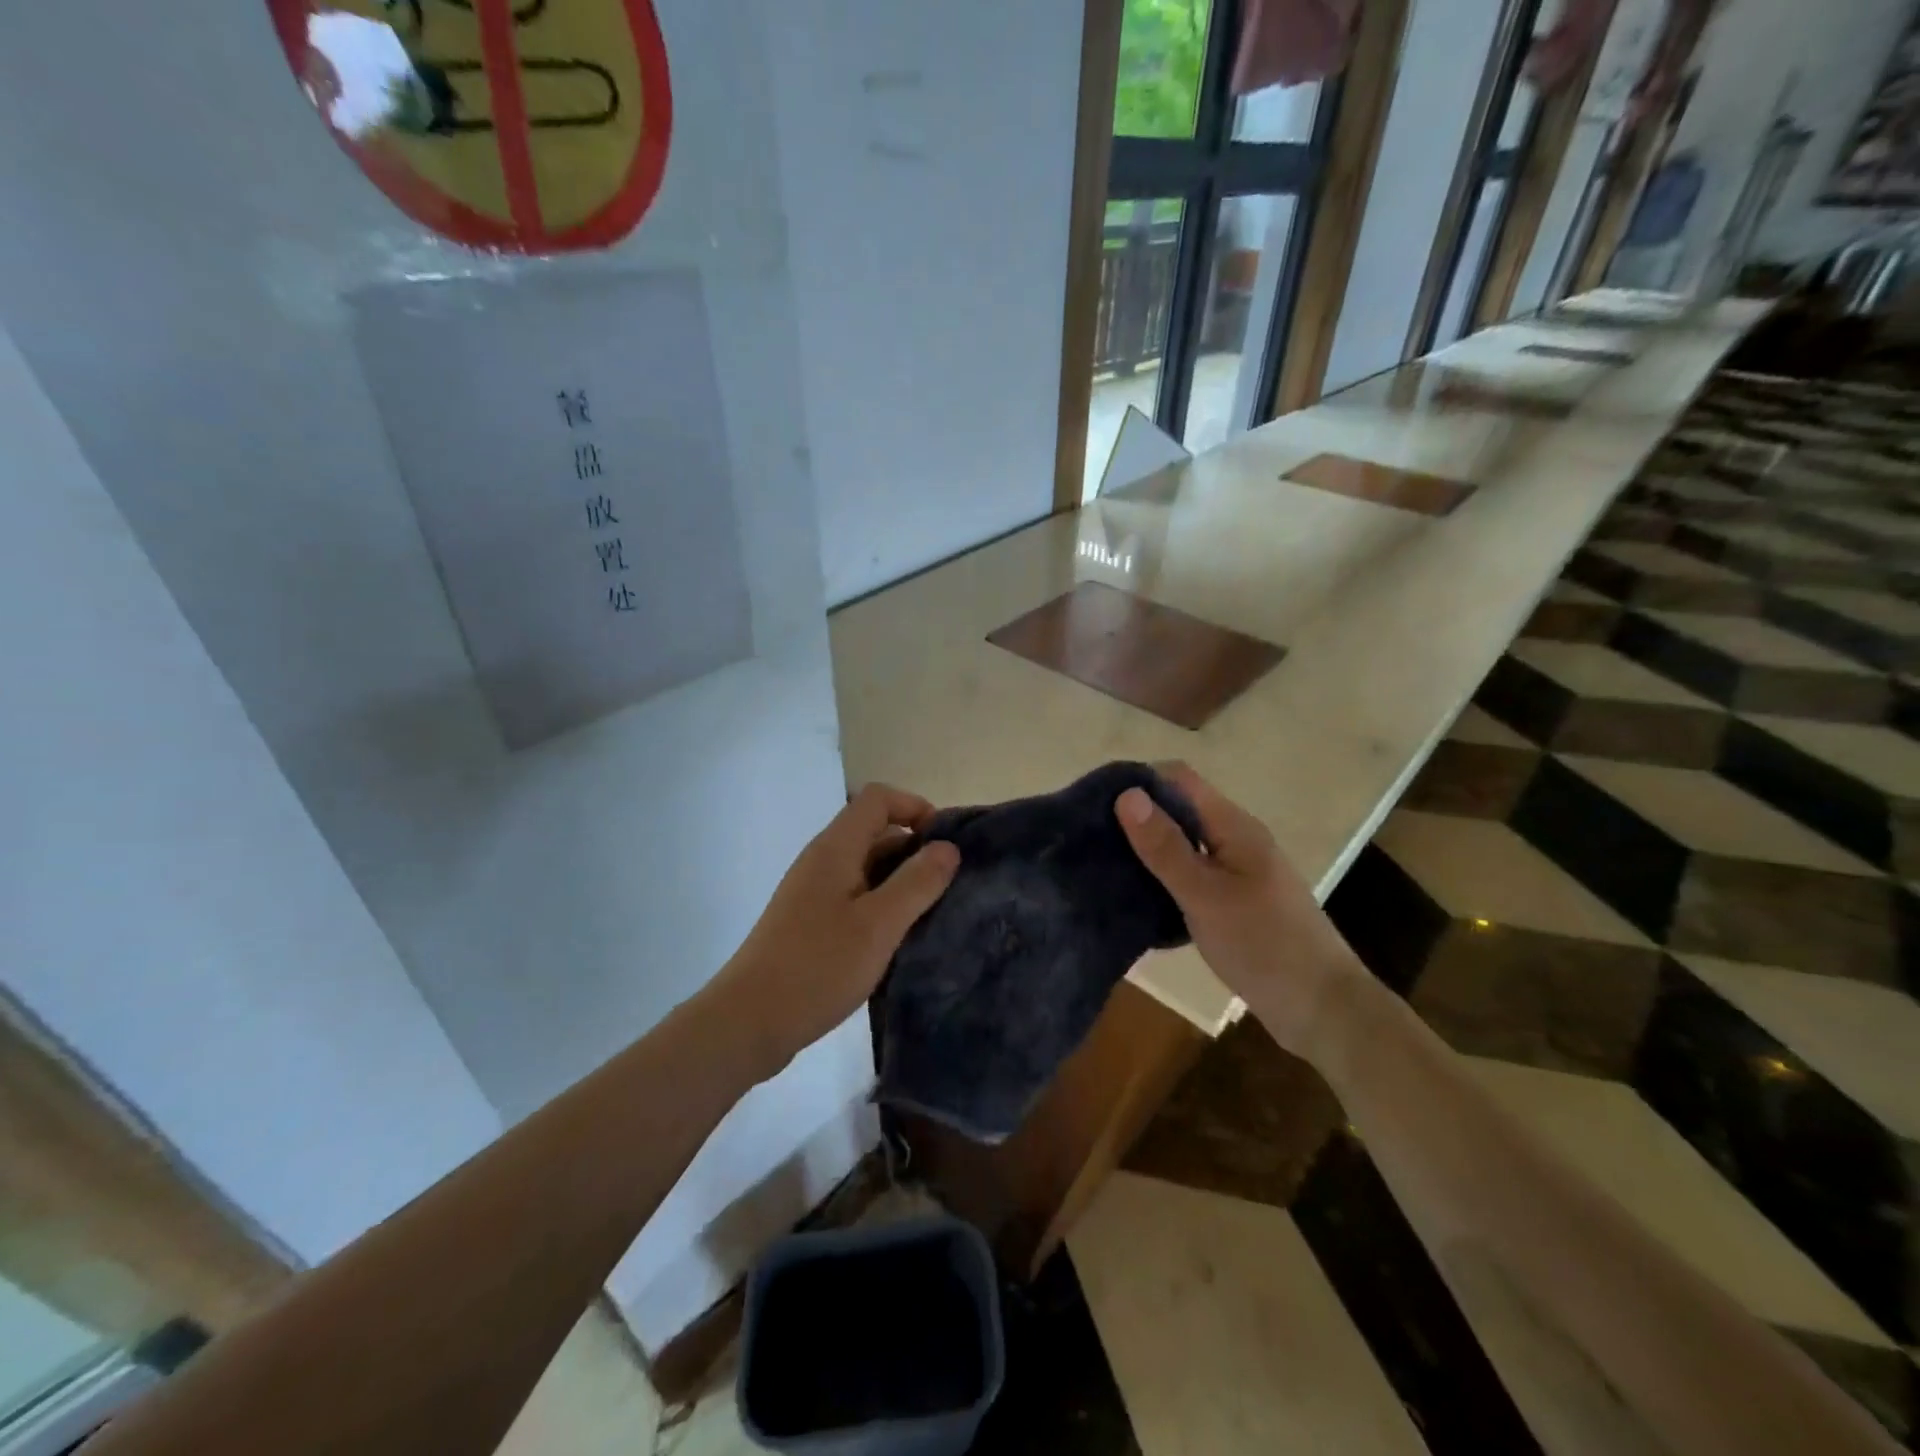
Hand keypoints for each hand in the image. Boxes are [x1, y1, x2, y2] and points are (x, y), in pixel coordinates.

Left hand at [716, 784, 959, 1077]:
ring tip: (931, 913)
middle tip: (948, 885)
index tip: (945, 845)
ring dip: (900, 880)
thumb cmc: (818, 966)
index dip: (915, 808)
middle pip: (873, 830)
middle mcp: (821, 861)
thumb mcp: (879, 925)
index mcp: (835, 848)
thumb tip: (948, 847)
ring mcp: (812, 892)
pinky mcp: (809, 922)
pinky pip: (854, 896)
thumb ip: (917, 882)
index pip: (878, 798)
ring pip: (865, 867)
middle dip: (914, 848)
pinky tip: (897, 938)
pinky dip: (881, 904)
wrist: (748, 1022)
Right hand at [1115, 764, 1359, 1054]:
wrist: (1322, 1009)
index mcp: (1233, 826)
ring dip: (1149, 849)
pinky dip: (1164, 878)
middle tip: (1093, 837)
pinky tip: (1138, 896)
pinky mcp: (1235, 901)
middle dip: (1138, 817)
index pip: (1179, 778)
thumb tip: (1127, 794)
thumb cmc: (1263, 945)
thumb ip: (1165, 847)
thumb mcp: (1205, 895)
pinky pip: (1191, 874)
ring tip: (1105, 864)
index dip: (1139, 781)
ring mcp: (1238, 871)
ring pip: (1184, 844)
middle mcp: (1236, 839)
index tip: (1096, 802)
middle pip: (1180, 809)